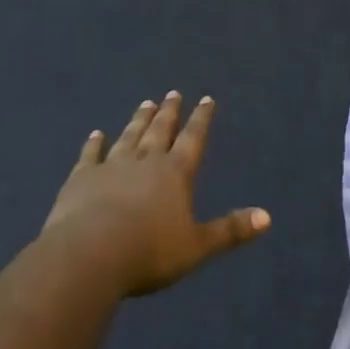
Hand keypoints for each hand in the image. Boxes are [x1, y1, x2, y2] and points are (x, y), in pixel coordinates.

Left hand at [42, 92, 270, 297]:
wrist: (90, 254)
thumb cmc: (149, 252)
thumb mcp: (197, 246)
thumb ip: (230, 230)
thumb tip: (267, 217)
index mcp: (175, 173)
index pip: (193, 139)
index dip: (201, 119)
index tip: (206, 99)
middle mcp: (145, 161)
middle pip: (160, 131)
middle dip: (169, 112)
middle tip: (172, 93)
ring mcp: (111, 166)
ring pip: (129, 136)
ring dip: (139, 120)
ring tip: (145, 103)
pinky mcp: (81, 178)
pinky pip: (90, 155)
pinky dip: (94, 144)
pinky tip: (96, 134)